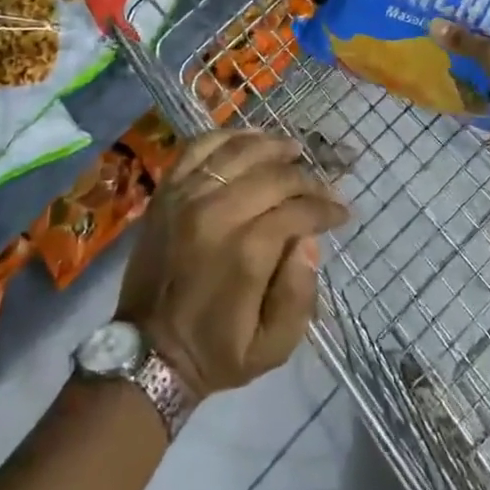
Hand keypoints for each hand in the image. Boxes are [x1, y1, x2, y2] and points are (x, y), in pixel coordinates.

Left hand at [117, 131, 348, 401]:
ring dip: (273, 147)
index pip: (298, 210)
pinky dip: (228, 137)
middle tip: (324, 188)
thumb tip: (309, 241)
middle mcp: (216, 213)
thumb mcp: (273, 346)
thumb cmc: (216, 351)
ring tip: (294, 152)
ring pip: (239, 152)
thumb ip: (300, 294)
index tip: (342, 213)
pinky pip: (199, 147)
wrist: (147, 353)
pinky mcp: (166, 192)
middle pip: (274, 176)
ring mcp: (186, 197)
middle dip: (308, 179)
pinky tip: (249, 139)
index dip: (326, 208)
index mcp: (245, 252)